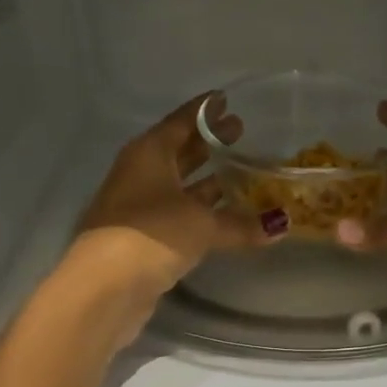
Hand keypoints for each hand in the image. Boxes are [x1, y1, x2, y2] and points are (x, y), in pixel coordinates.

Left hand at [66, 91, 275, 313]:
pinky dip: (200, 212)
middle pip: (179, 152)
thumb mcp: (202, 225)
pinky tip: (223, 217)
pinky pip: (178, 215)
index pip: (180, 122)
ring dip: (206, 180)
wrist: (105, 286)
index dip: (204, 111)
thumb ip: (241, 223)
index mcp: (149, 154)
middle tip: (241, 131)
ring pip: (179, 186)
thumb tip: (281, 225)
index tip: (226, 100)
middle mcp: (140, 175)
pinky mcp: (141, 239)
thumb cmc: (152, 234)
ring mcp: (138, 208)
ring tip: (240, 172)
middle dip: (208, 143)